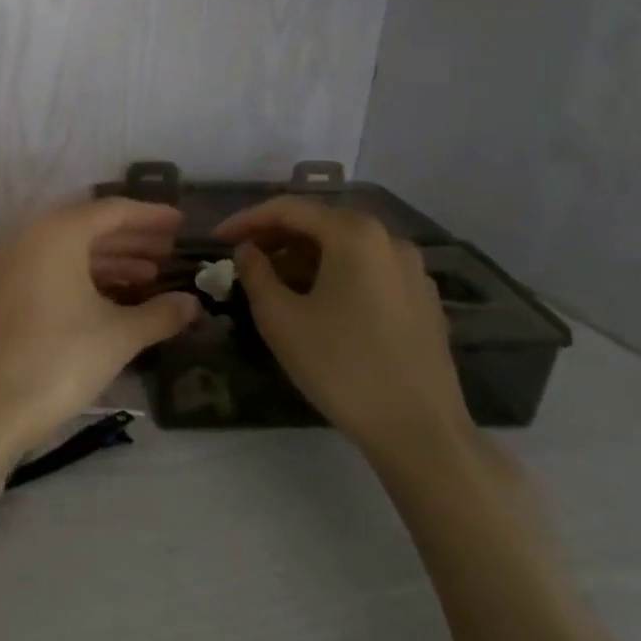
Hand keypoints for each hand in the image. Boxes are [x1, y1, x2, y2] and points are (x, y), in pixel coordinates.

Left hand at [0, 198, 199, 459]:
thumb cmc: (59, 360)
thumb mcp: (118, 336)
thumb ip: (160, 314)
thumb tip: (193, 304)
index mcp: (58, 234)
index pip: (112, 210)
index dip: (150, 216)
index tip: (181, 224)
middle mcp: (30, 237)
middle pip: (89, 226)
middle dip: (131, 238)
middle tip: (169, 251)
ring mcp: (11, 264)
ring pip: (69, 250)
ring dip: (109, 259)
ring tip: (149, 276)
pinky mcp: (2, 291)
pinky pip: (50, 268)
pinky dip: (83, 276)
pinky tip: (110, 298)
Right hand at [217, 196, 467, 468]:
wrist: (420, 431)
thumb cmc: (341, 366)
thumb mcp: (280, 318)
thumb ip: (255, 273)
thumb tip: (248, 250)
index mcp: (354, 234)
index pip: (288, 209)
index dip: (246, 220)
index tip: (217, 238)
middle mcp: (389, 239)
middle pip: (320, 223)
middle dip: (276, 236)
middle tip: (242, 257)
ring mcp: (413, 270)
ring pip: (345, 247)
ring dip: (303, 256)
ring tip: (273, 282)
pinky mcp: (423, 300)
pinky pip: (368, 270)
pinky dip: (334, 273)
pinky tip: (316, 302)